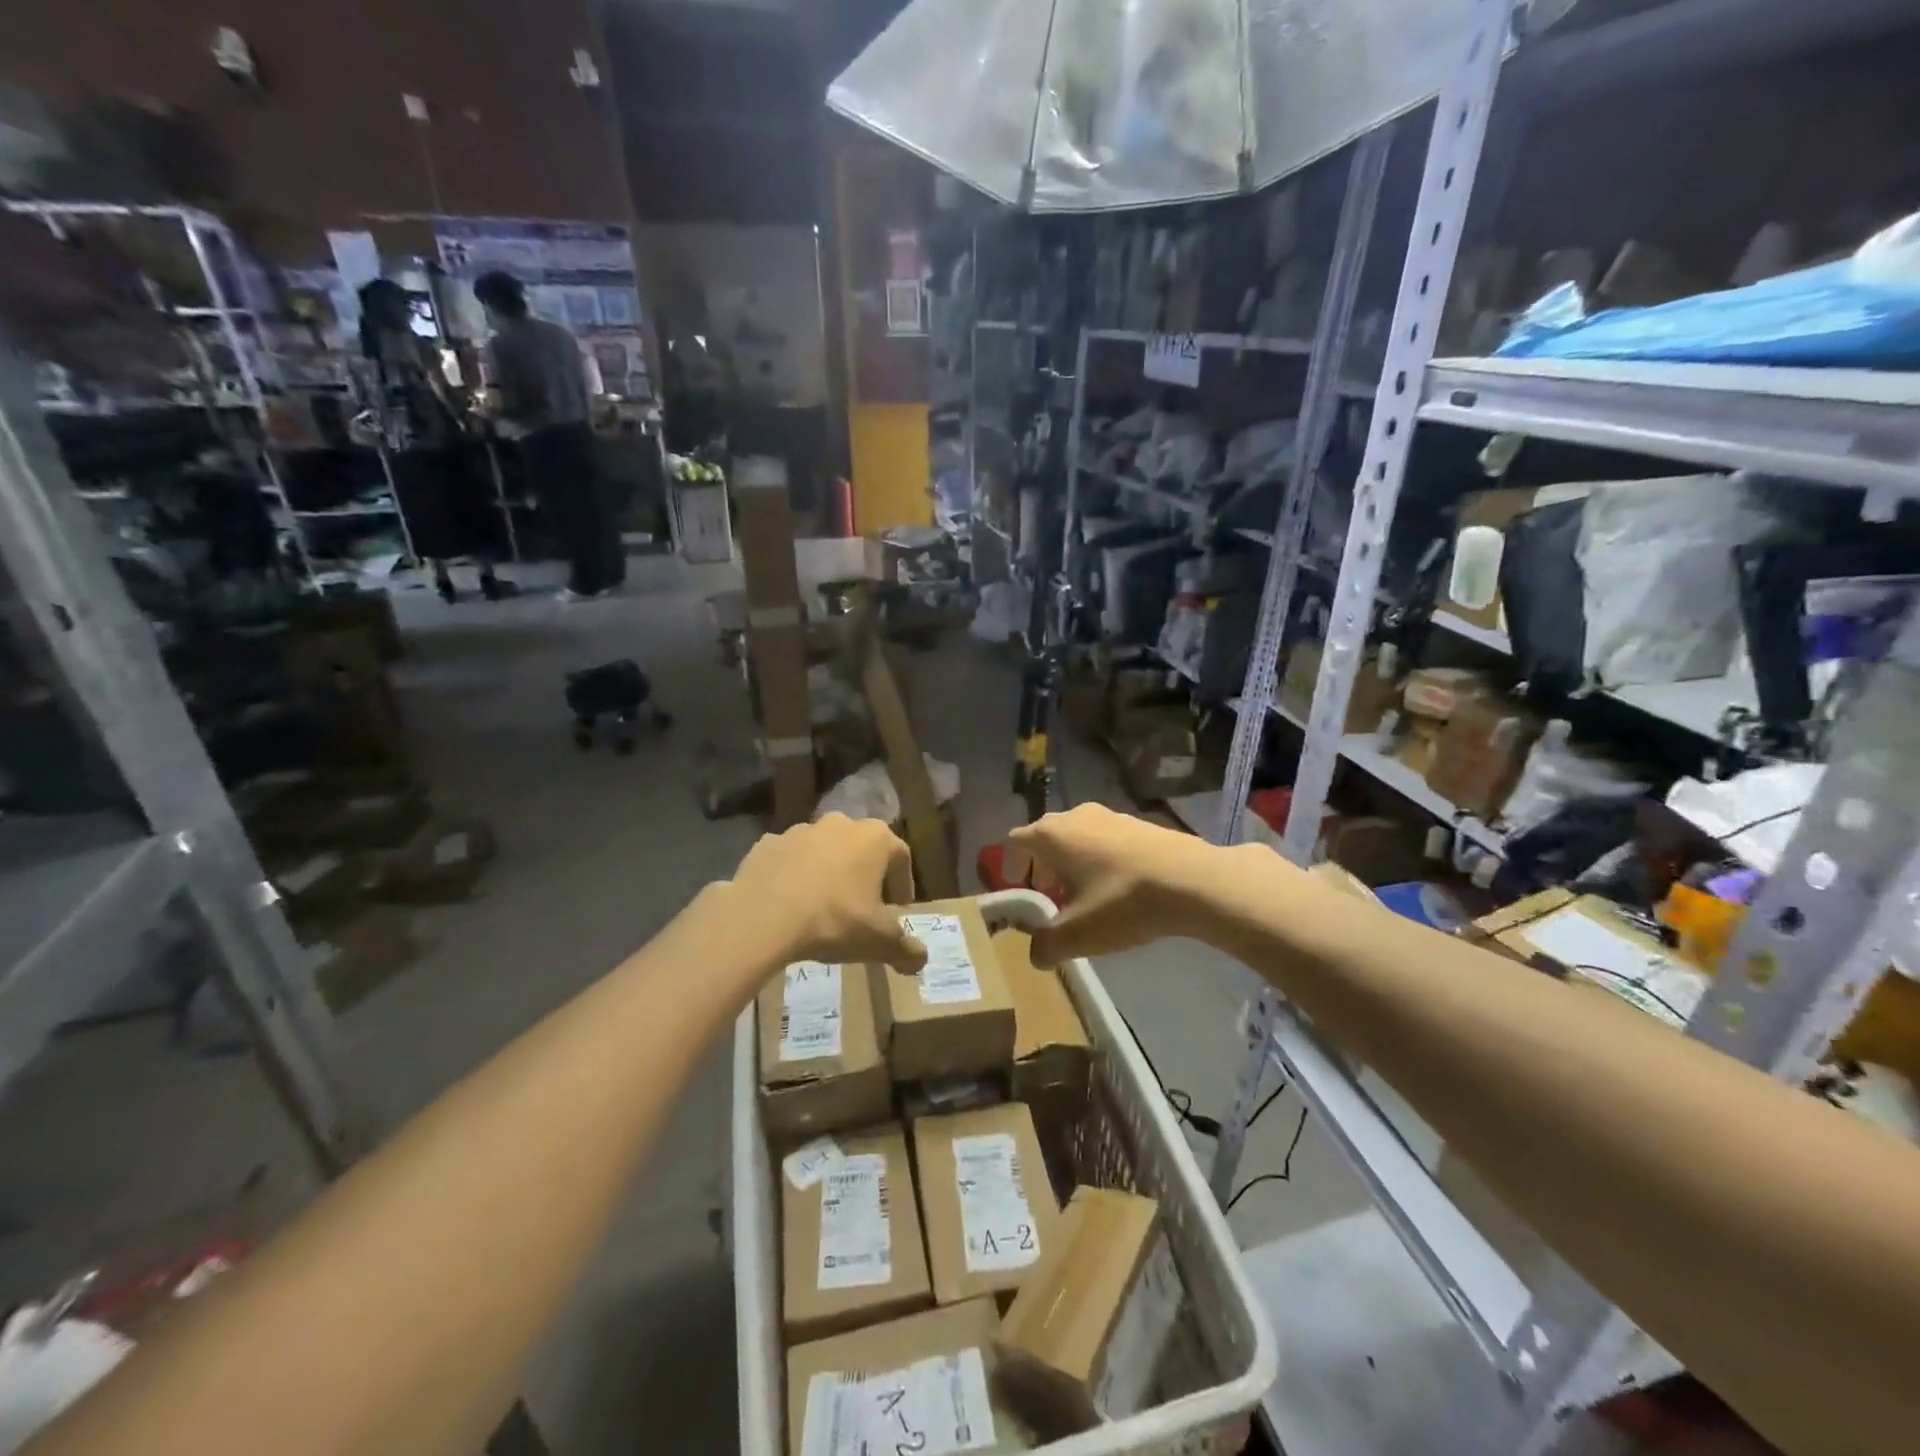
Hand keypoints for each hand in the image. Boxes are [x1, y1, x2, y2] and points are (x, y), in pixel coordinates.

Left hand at [728, 815, 926, 971]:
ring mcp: (799, 830)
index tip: (899, 909)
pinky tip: (789, 903)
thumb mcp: (879, 941)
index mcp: (874, 837)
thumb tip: (921, 960)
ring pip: (823, 850)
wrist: (763, 916)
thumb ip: (905, 949)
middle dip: (865, 874)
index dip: (903, 884)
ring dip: (828, 872)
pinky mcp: (766, 844)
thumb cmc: (834, 920)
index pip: (901, 856)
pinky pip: (788, 859)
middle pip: (861, 848)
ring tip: (823, 906)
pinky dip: (793, 875)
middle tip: (863, 906)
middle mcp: (840, 823)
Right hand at [1009, 805, 1218, 965]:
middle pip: (1046, 838)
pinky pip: (1106, 840)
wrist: (1194, 880)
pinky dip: (1101, 861)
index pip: (1015, 841)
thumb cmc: (1123, 901)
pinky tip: (1120, 890)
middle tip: (1050, 899)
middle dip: (1042, 868)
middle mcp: (1076, 816)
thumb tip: (1036, 954)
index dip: (1009, 866)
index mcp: (1052, 834)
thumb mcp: (1078, 935)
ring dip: (1074, 865)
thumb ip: (1046, 946)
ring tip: (1086, 898)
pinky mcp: (1140, 823)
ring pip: (1078, 838)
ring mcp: (1111, 815)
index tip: (1018, 892)